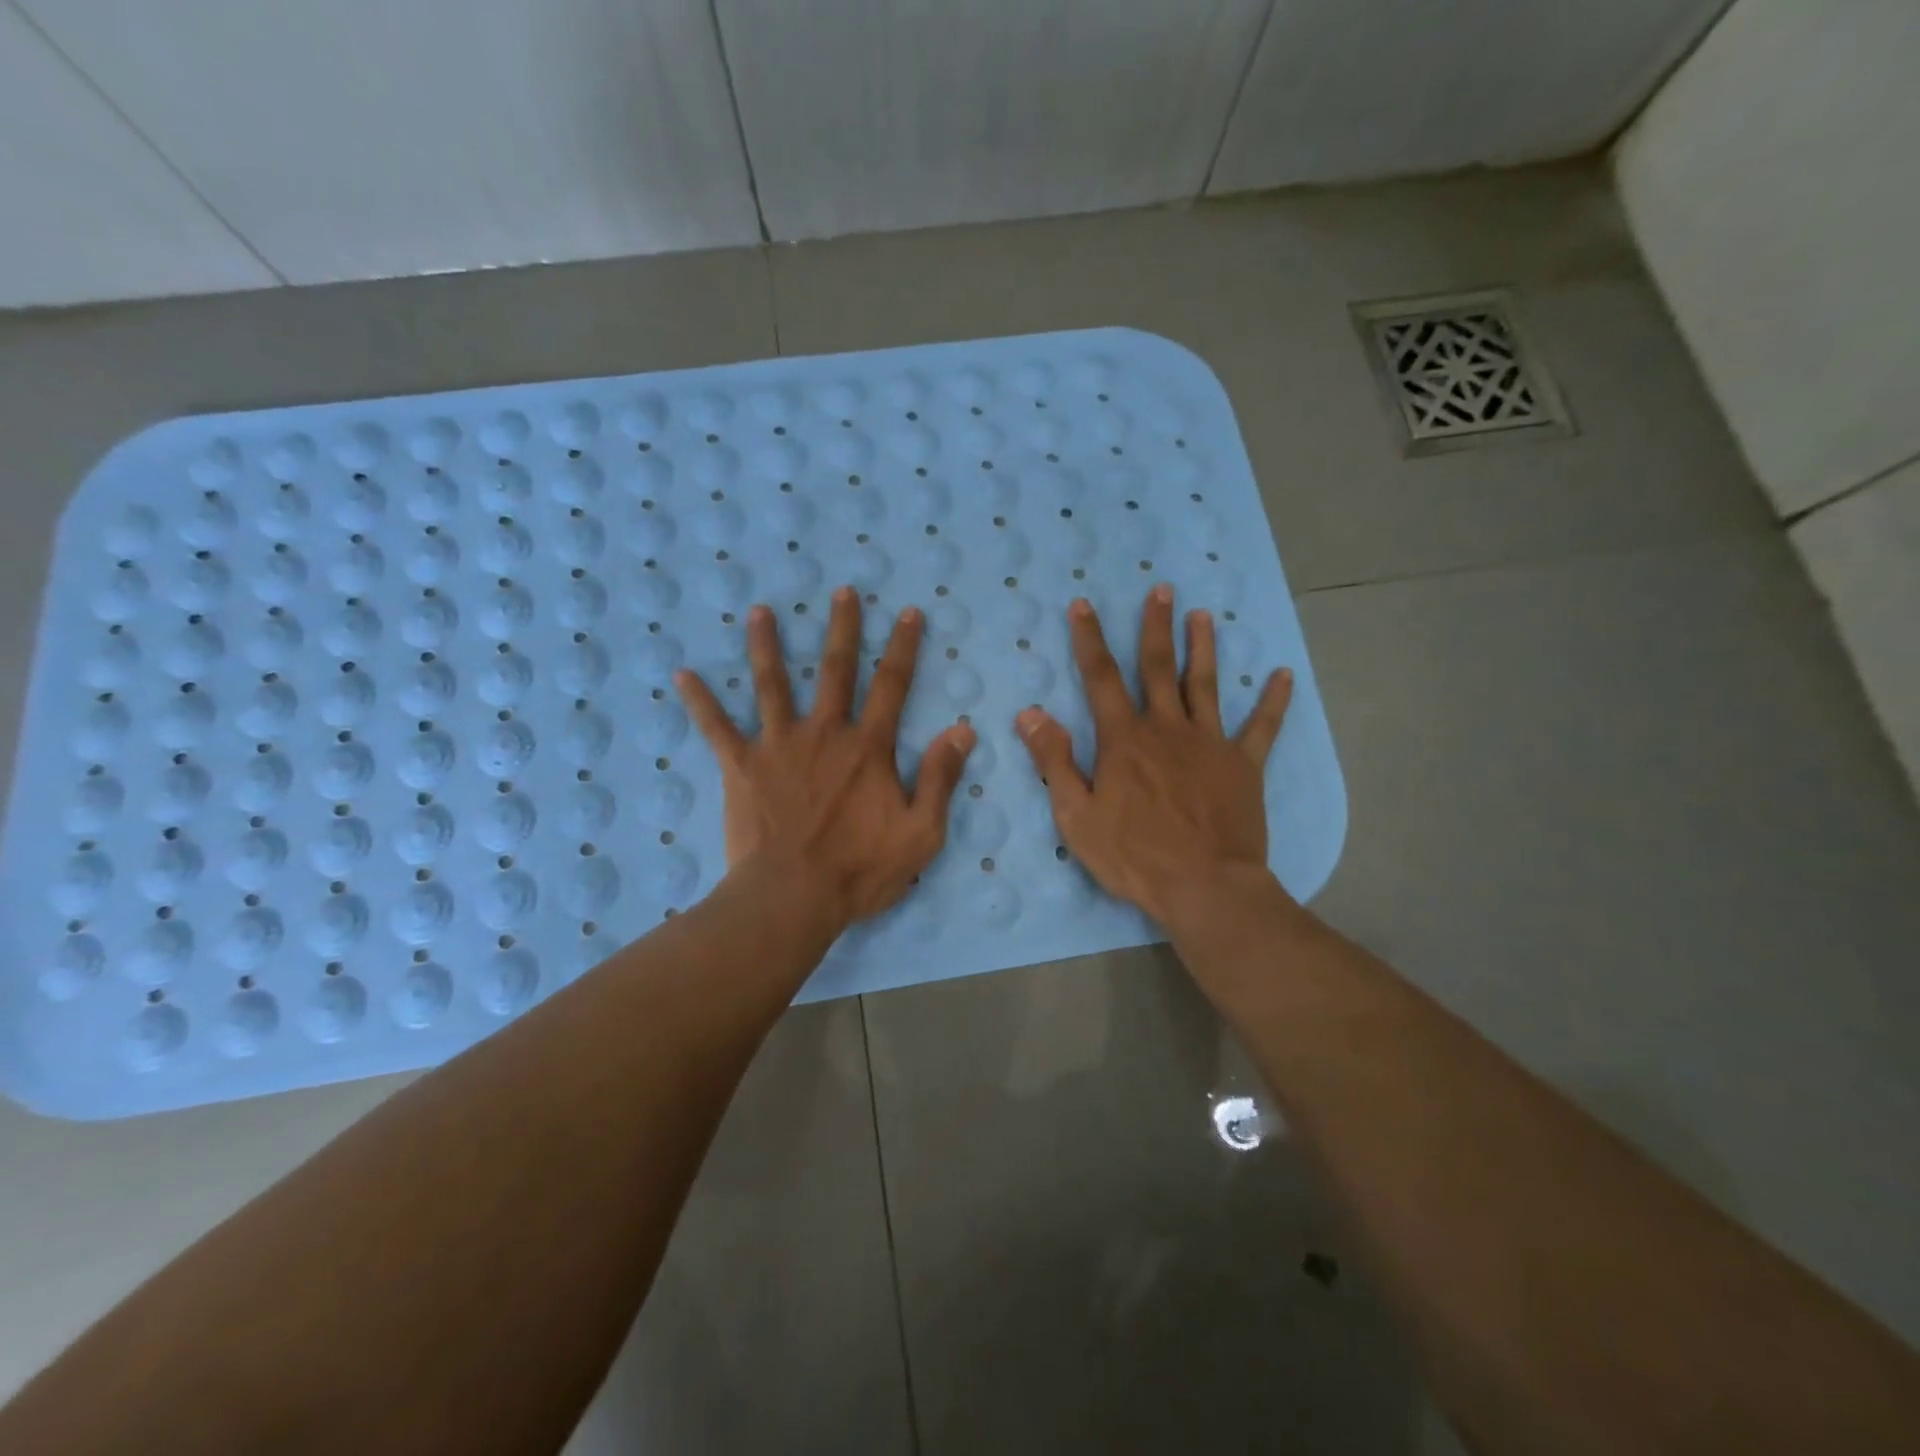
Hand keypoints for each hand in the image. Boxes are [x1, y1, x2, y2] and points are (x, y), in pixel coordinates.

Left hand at [675, 587, 974, 933]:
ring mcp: (778, 746)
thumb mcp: (921, 833)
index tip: (909, 613)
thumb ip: (940, 778)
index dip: (903, 647)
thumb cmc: (860, 870)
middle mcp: (824, 734)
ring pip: (772, 684)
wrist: (791, 898)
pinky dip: (700, 701)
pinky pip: (717, 728)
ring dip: (766, 645)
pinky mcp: (742, 767)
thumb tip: (962, 729)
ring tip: (759, 611)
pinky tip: (682, 674)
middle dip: (842, 628)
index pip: (891, 686)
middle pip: (835, 670)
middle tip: (843, 591)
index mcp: (868, 748)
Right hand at [1015, 585, 1291, 929]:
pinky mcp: (1244, 765)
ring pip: (1206, 684)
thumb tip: (1031, 713)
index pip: (1101, 677)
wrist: (1205, 887)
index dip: (1090, 639)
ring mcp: (1210, 743)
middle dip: (1156, 626)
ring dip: (1204, 647)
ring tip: (1204, 615)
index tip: (1084, 604)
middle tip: (1161, 589)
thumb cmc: (1134, 856)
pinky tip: (1282, 675)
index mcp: (1124, 739)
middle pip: (1159, 667)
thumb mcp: (1076, 815)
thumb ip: (1054, 760)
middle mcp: (1167, 728)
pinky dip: (1273, 700)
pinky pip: (1262, 727)